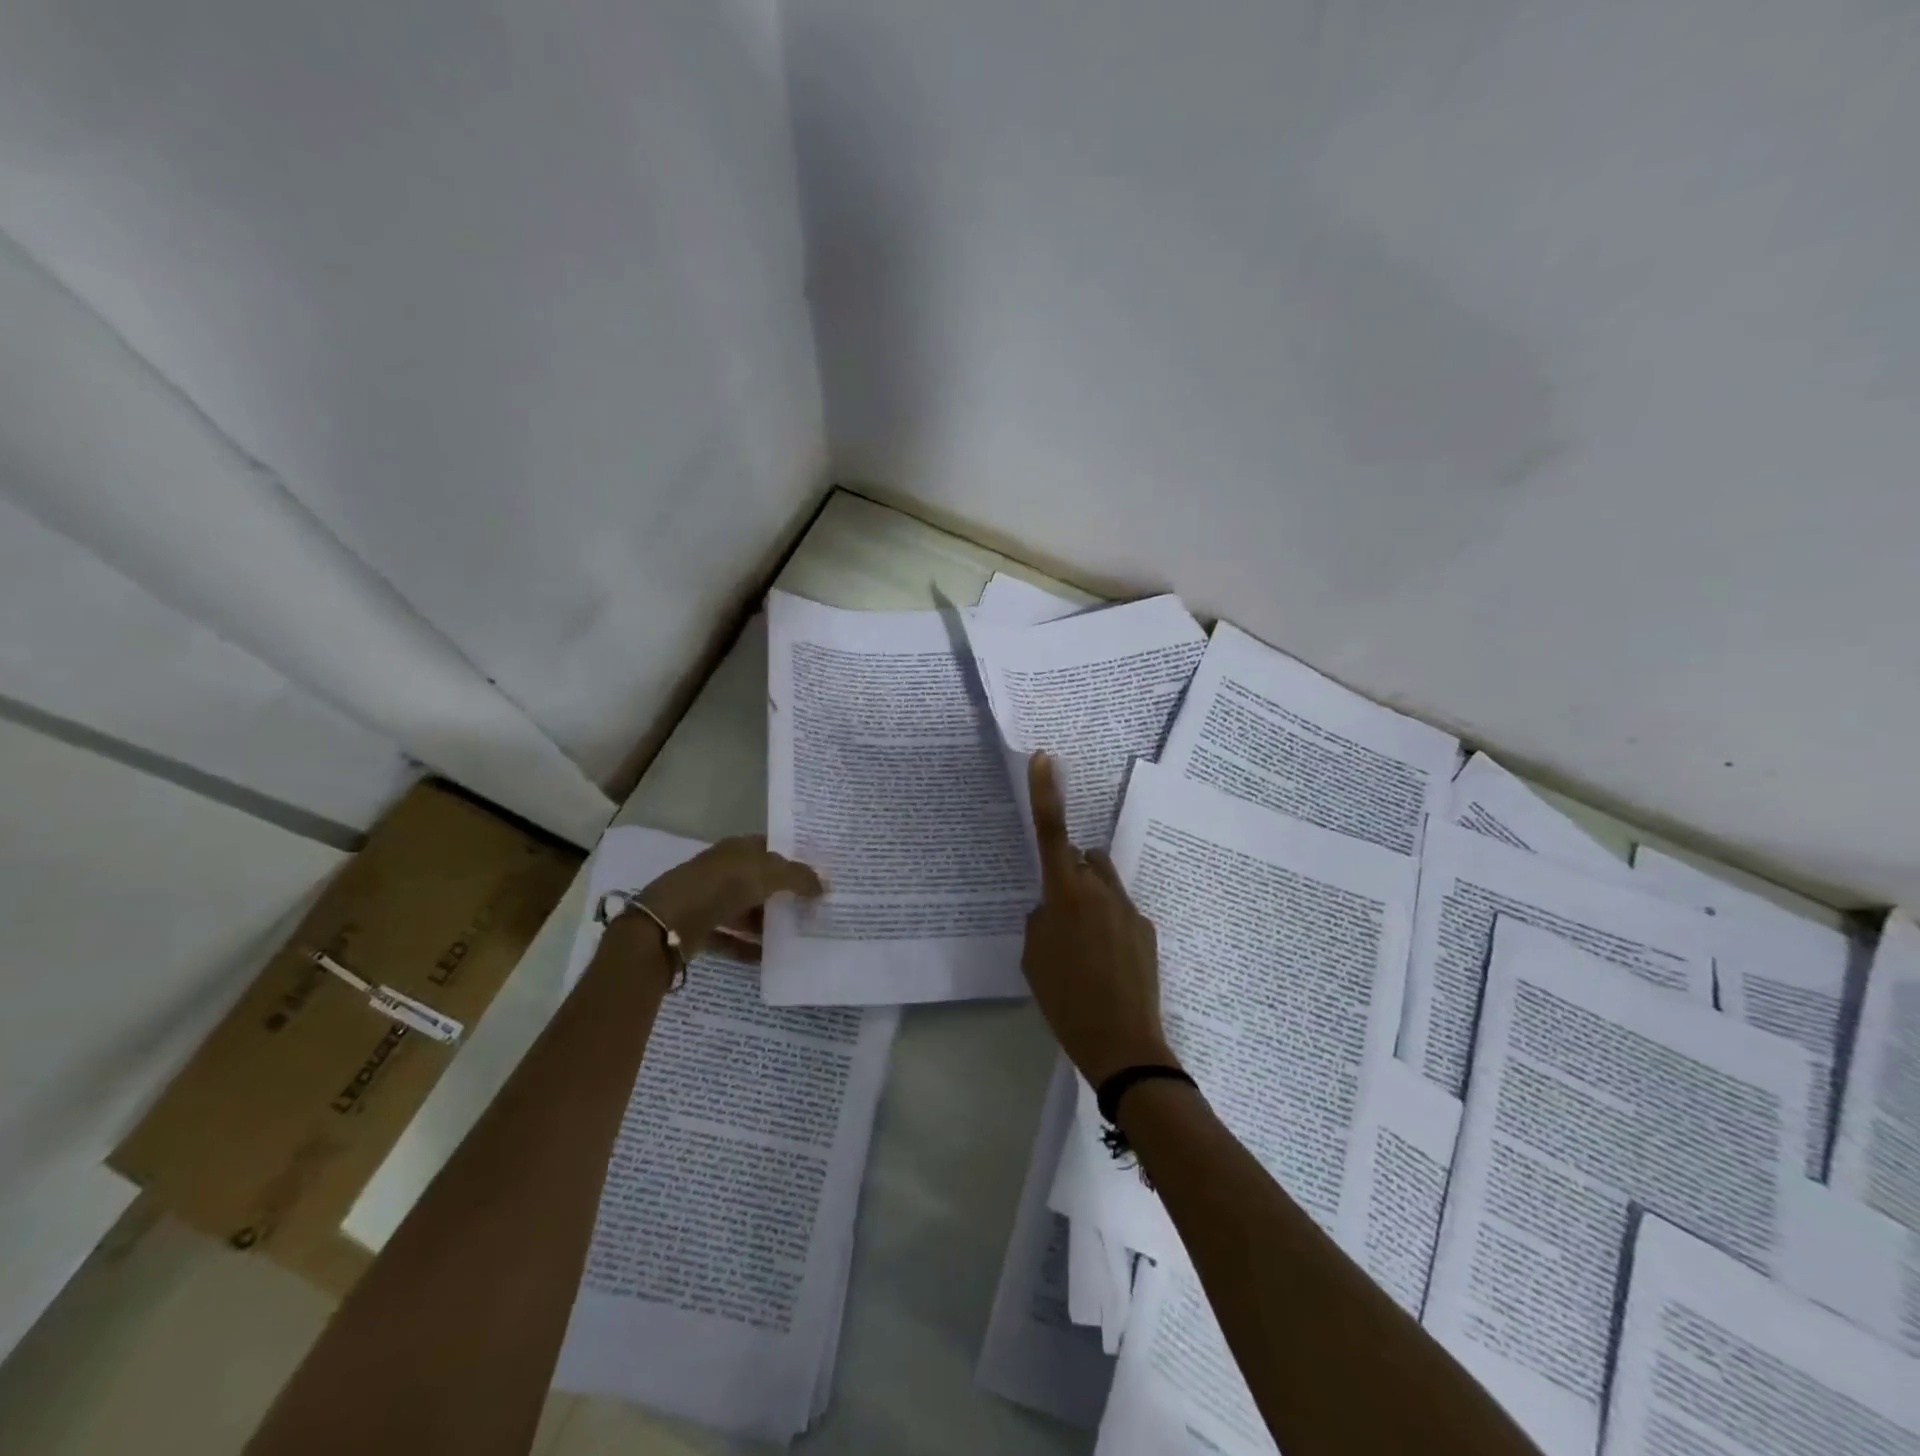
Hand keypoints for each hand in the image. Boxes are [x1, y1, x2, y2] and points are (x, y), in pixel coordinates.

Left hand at [634, 835, 822, 961]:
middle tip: (811, 909)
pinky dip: (747, 947)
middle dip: (783, 894)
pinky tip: (767, 959)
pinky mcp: (700, 928)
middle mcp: (723, 870)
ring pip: (745, 910)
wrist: (669, 922)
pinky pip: (730, 938)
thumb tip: (824, 886)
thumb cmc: (723, 885)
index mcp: (738, 849)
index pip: (770, 848)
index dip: (793, 859)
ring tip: (794, 936)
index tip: (816, 876)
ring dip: (766, 924)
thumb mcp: (769, 874)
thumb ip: (799, 878)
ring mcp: (709, 899)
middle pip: (759, 881)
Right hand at [1022, 753, 1174, 1086]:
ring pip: (1104, 883)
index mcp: (1066, 894)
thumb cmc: (1066, 999)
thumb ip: (1039, 920)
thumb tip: (1052, 908)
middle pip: (1083, 858)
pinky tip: (1105, 965)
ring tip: (1083, 945)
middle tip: (1059, 914)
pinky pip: (1120, 911)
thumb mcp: (1034, 958)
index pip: (1051, 833)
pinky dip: (1108, 924)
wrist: (1123, 1045)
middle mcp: (1101, 890)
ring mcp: (1129, 909)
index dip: (1045, 793)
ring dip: (1090, 897)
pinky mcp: (1146, 929)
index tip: (1044, 758)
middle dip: (1070, 870)